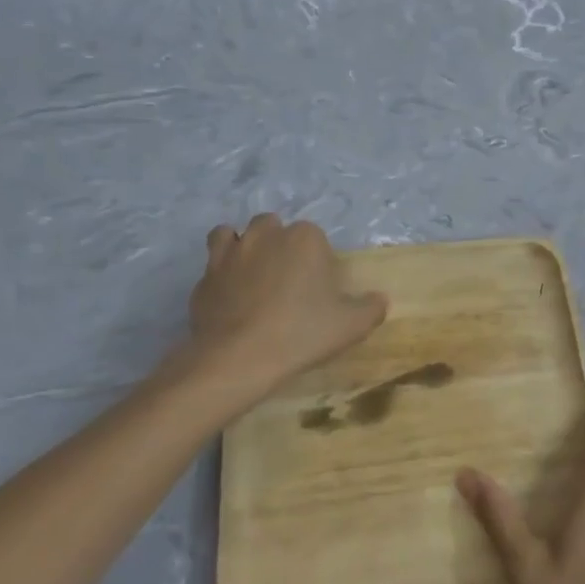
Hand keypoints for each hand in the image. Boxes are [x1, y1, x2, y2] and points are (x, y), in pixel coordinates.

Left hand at [158, 214, 386, 402]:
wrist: (239, 357)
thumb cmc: (302, 333)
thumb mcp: (352, 325)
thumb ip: (371, 308)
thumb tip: (380, 299)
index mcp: (304, 238)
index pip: (314, 236)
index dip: (316, 258)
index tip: (318, 286)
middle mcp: (265, 235)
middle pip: (271, 226)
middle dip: (277, 244)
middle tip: (286, 279)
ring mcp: (229, 253)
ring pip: (232, 234)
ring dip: (242, 247)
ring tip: (251, 275)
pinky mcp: (204, 277)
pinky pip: (212, 265)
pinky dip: (220, 275)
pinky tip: (229, 299)